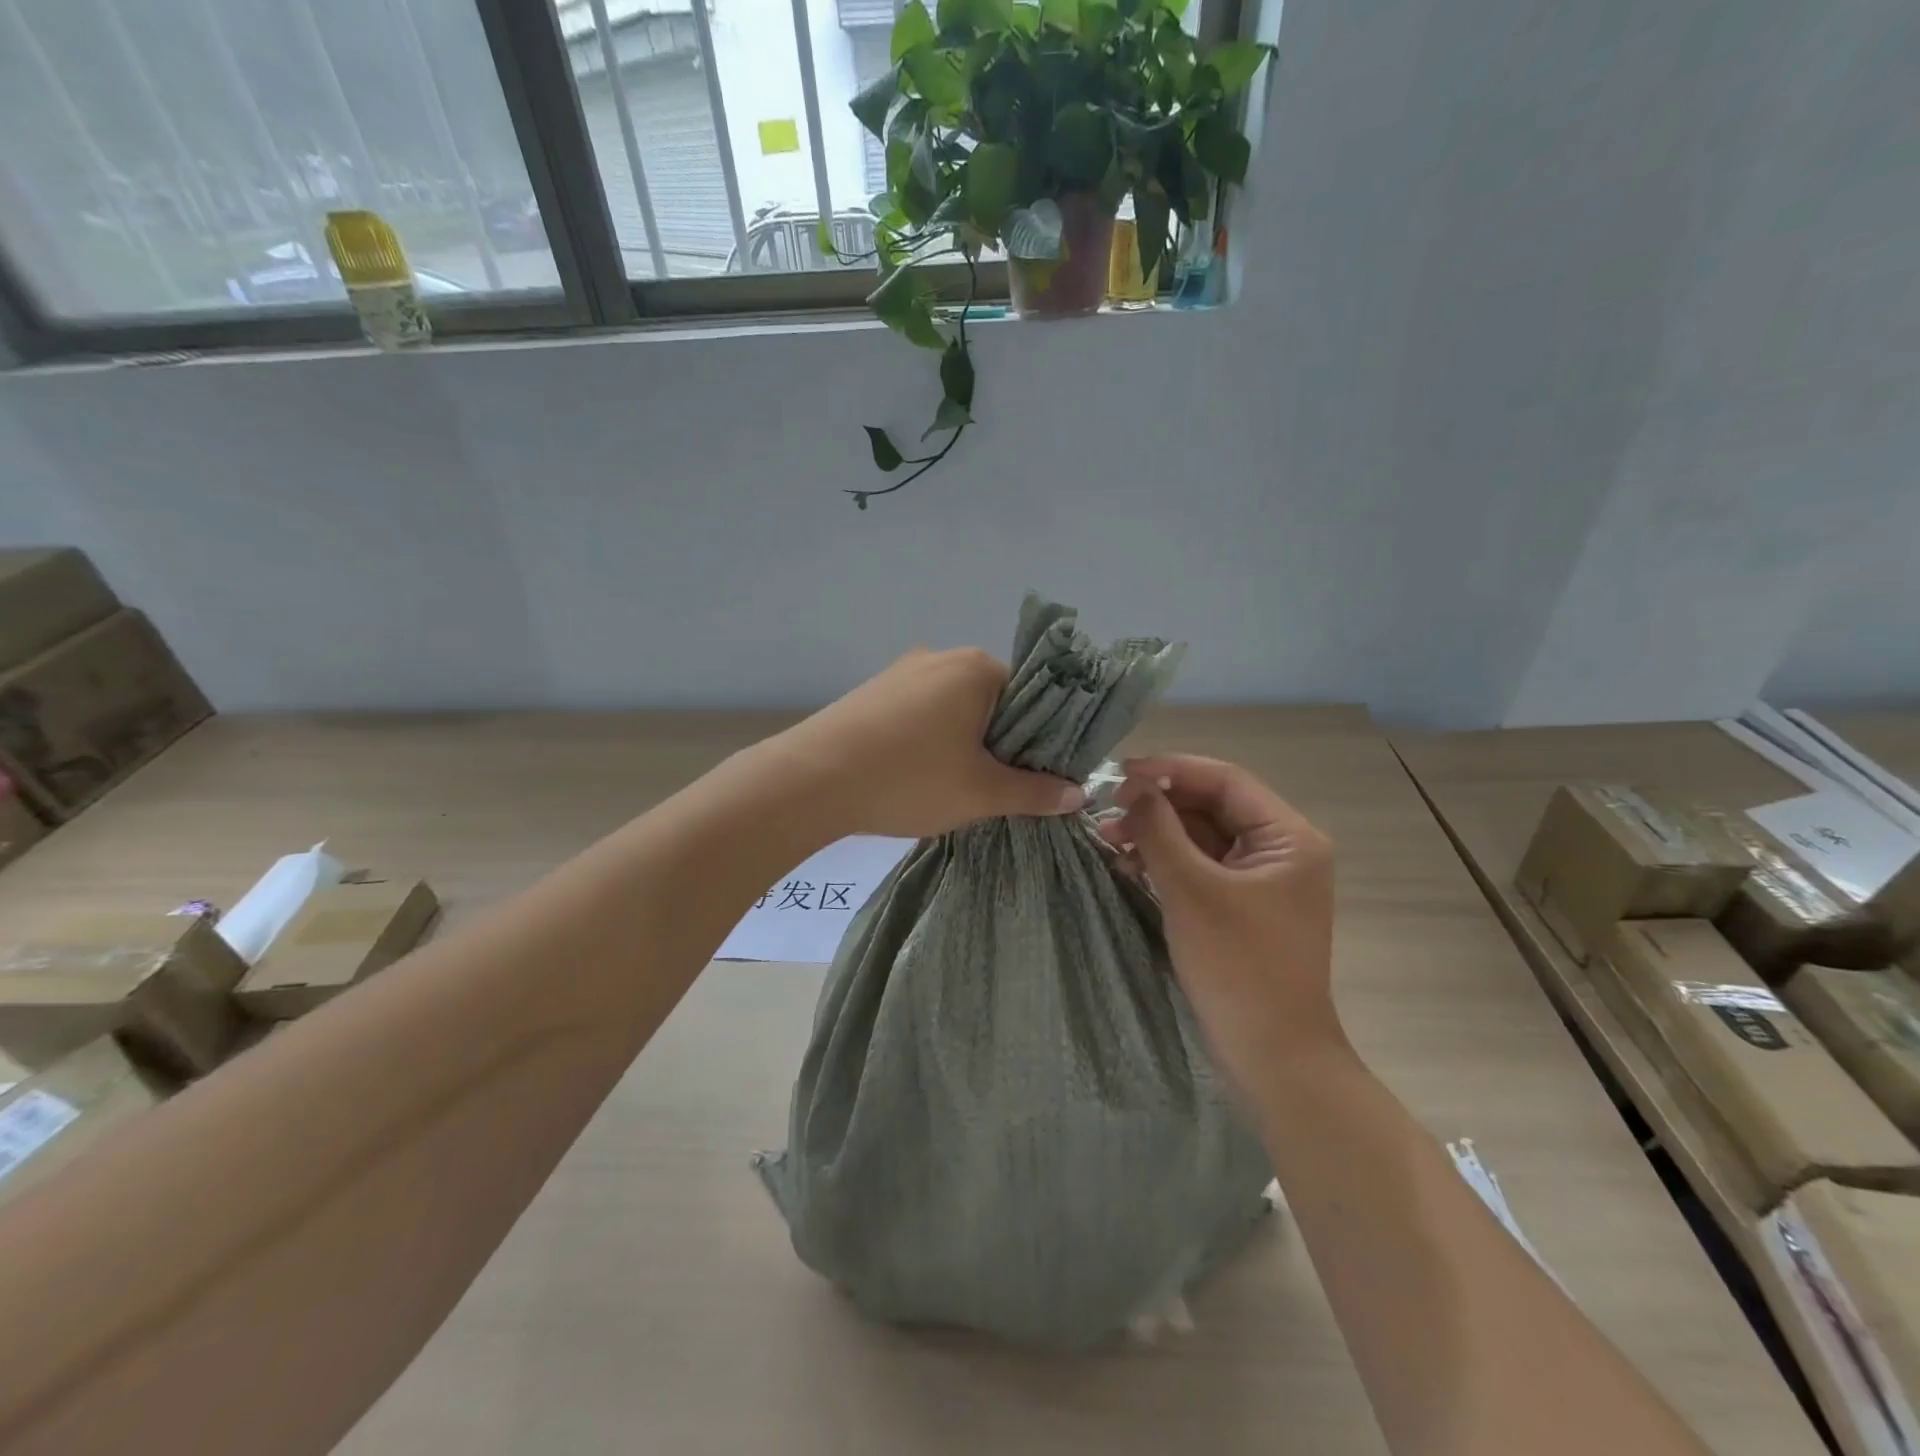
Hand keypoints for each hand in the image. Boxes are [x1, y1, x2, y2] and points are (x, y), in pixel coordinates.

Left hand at [775, 648, 1085, 838]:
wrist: (811, 780)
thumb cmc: (909, 778)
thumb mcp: (981, 792)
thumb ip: (1035, 791)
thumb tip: (1080, 794)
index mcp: (977, 668)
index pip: (1031, 696)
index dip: (1039, 738)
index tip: (1035, 775)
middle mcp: (941, 656)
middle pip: (992, 700)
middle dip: (1000, 742)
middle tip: (996, 786)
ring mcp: (901, 671)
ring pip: (953, 708)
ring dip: (963, 742)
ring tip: (955, 785)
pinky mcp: (872, 692)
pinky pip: (919, 712)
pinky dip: (930, 739)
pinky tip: (916, 773)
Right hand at [1098, 755, 1341, 1094]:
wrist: (1271, 1056)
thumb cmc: (1237, 966)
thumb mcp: (1191, 890)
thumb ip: (1158, 830)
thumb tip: (1130, 787)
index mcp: (1288, 837)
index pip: (1224, 780)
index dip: (1170, 770)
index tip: (1119, 773)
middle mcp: (1281, 849)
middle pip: (1212, 806)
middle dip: (1158, 806)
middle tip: (1106, 812)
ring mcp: (1262, 879)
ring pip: (1202, 836)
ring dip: (1158, 834)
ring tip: (1108, 840)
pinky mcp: (1242, 905)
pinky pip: (1201, 866)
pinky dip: (1167, 861)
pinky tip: (1129, 865)